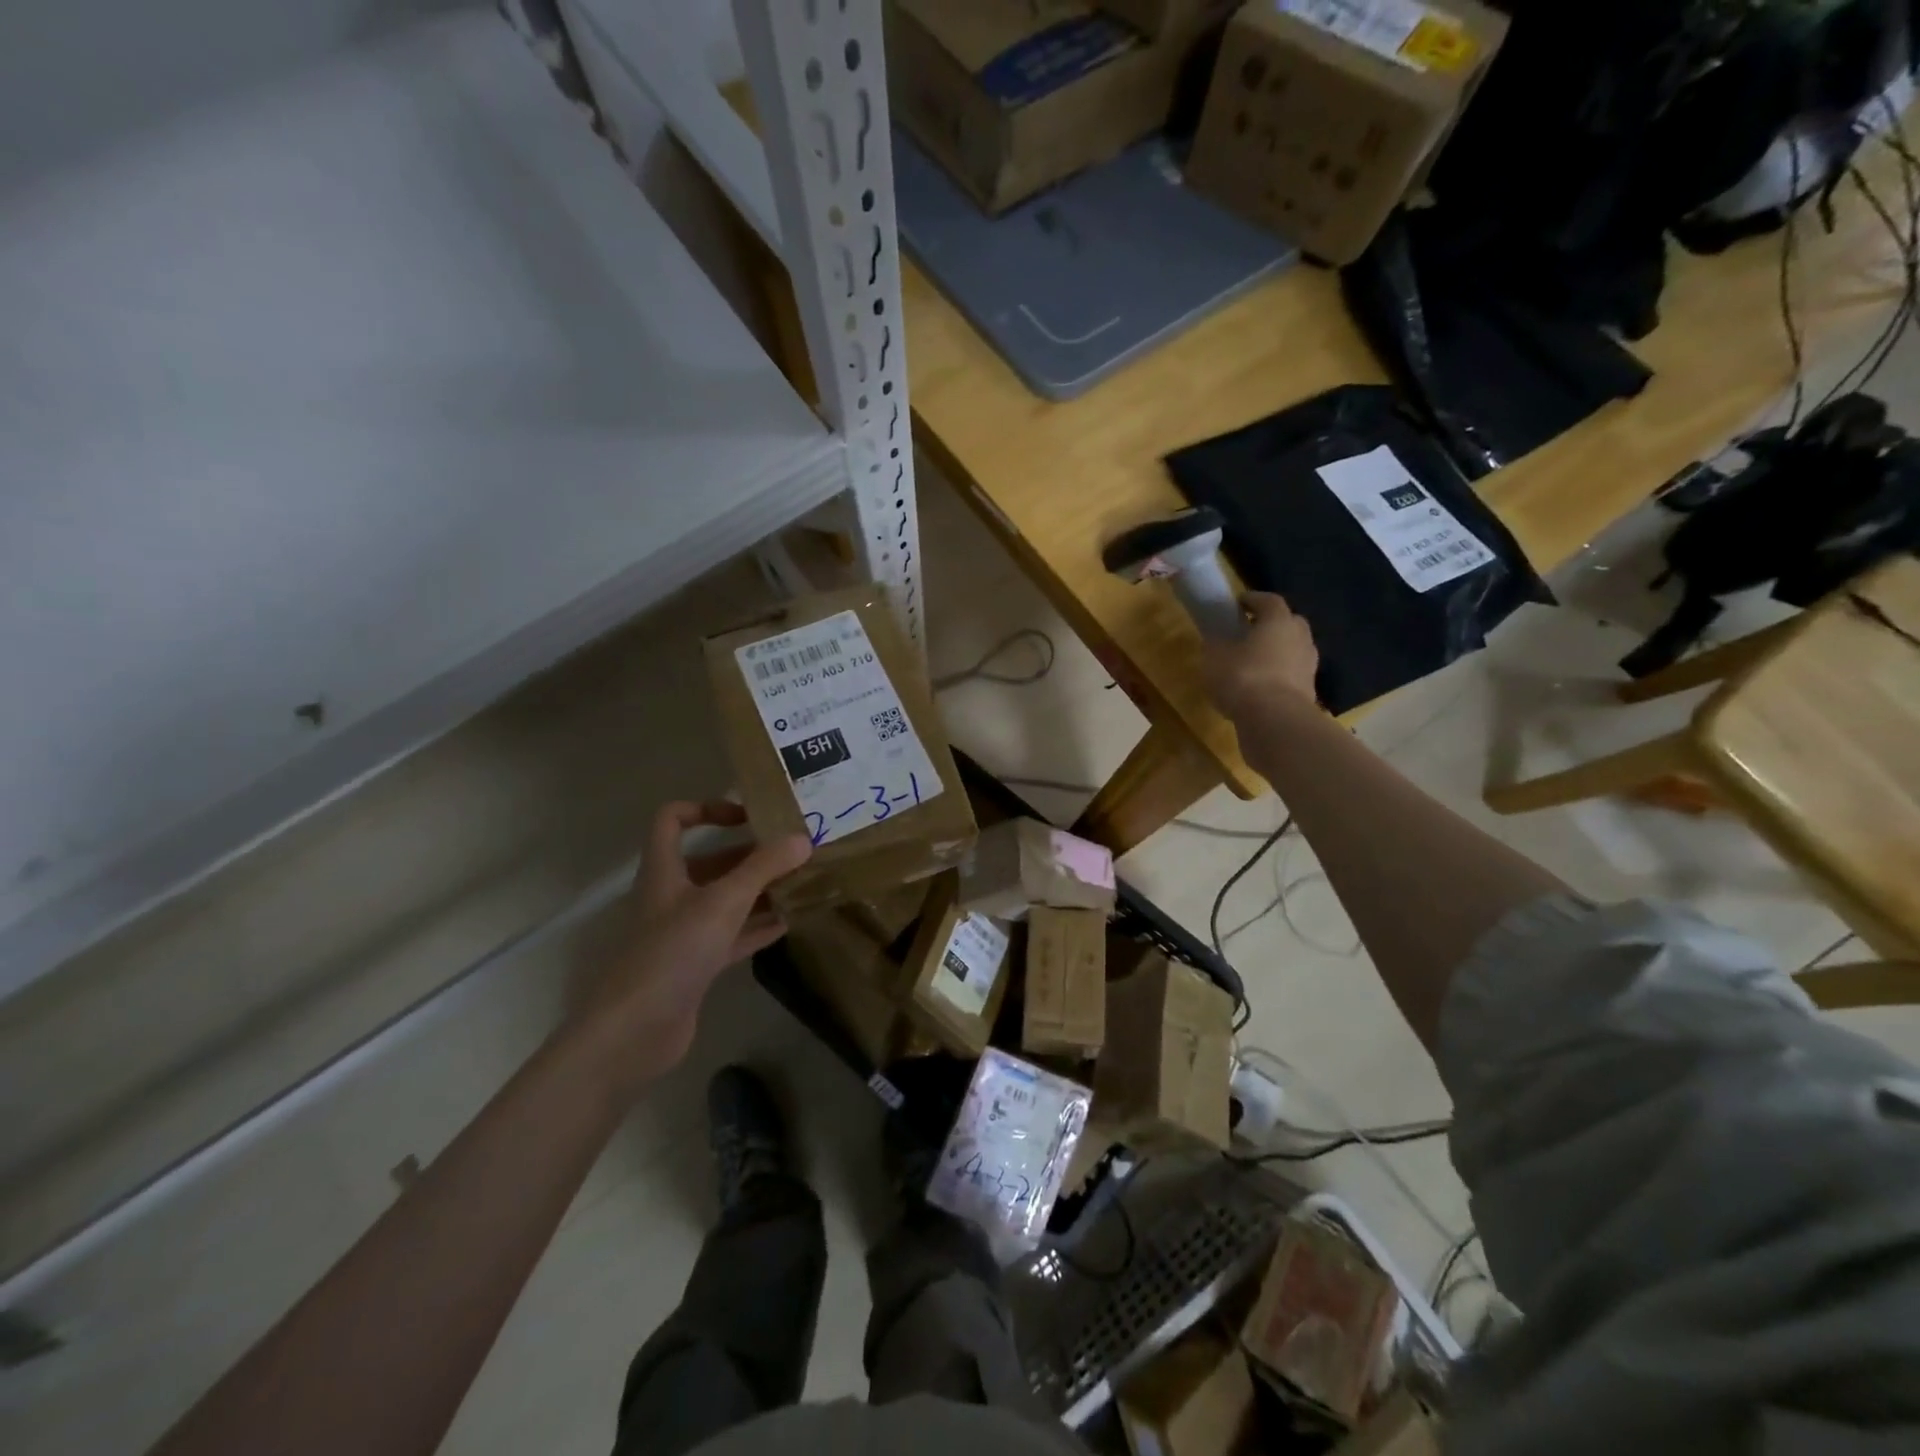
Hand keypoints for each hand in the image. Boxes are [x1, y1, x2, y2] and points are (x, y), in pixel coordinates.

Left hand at [573, 802, 810, 1097]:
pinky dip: (758, 926)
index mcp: (665, 871)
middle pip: (710, 862)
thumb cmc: (673, 952)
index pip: (673, 820)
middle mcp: (672, 896)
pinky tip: (789, 922)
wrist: (635, 1032)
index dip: (707, 808)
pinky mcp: (696, 966)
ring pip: (725, 900)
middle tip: (793, 852)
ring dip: (759, 891)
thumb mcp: (723, 901)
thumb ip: (764, 868)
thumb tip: (803, 839)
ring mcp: (684, 933)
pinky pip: (732, 936)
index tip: (748, 816)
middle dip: (750, 855)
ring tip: (801, 883)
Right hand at [1203, 592, 1320, 723]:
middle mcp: (1300, 638)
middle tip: (1248, 632)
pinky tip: (1261, 688)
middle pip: (1288, 623)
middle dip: (1270, 625)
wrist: (1275, 720)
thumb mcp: (1214, 657)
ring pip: (1293, 650)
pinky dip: (1279, 676)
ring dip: (1277, 652)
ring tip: (1254, 663)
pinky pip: (1292, 675)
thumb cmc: (1242, 677)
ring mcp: (1308, 666)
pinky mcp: (1309, 692)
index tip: (1237, 604)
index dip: (1252, 599)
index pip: (1269, 600)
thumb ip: (1216, 644)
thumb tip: (1217, 639)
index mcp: (1278, 621)